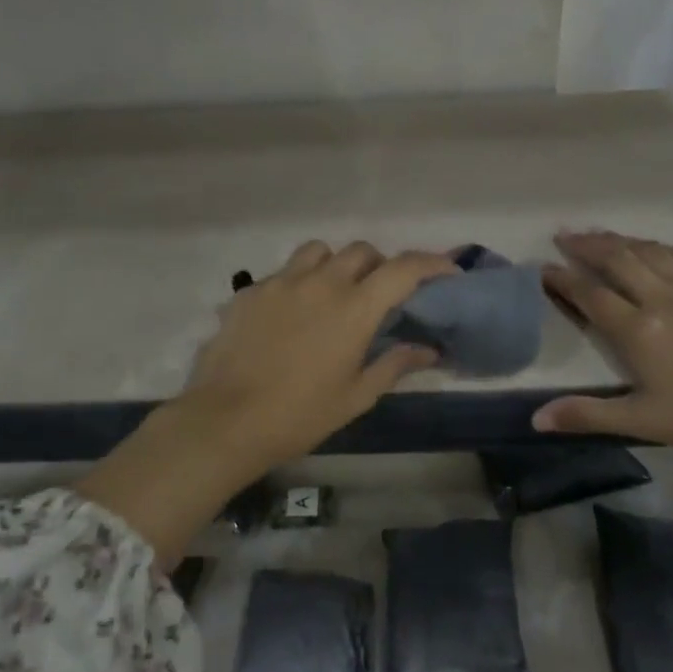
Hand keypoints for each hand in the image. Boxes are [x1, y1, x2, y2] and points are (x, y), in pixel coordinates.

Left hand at [174, 240, 456, 471]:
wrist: (226, 420)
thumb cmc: (300, 415)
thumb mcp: (356, 396)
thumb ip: (394, 364)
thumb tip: (428, 350)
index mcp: (354, 308)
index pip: (404, 269)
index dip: (431, 263)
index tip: (446, 271)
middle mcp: (321, 283)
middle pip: (361, 251)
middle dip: (378, 265)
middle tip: (379, 293)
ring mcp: (281, 282)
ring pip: (318, 251)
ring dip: (335, 264)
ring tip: (332, 293)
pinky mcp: (250, 291)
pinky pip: (282, 273)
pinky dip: (297, 284)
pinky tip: (289, 315)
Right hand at [533, 230, 672, 462]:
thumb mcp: (646, 422)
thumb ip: (589, 414)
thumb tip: (536, 418)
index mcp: (638, 331)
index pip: (590, 295)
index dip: (563, 279)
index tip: (543, 268)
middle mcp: (662, 299)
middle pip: (618, 260)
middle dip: (588, 245)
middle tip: (566, 234)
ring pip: (650, 252)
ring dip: (621, 239)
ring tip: (601, 233)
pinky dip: (663, 247)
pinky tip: (655, 246)